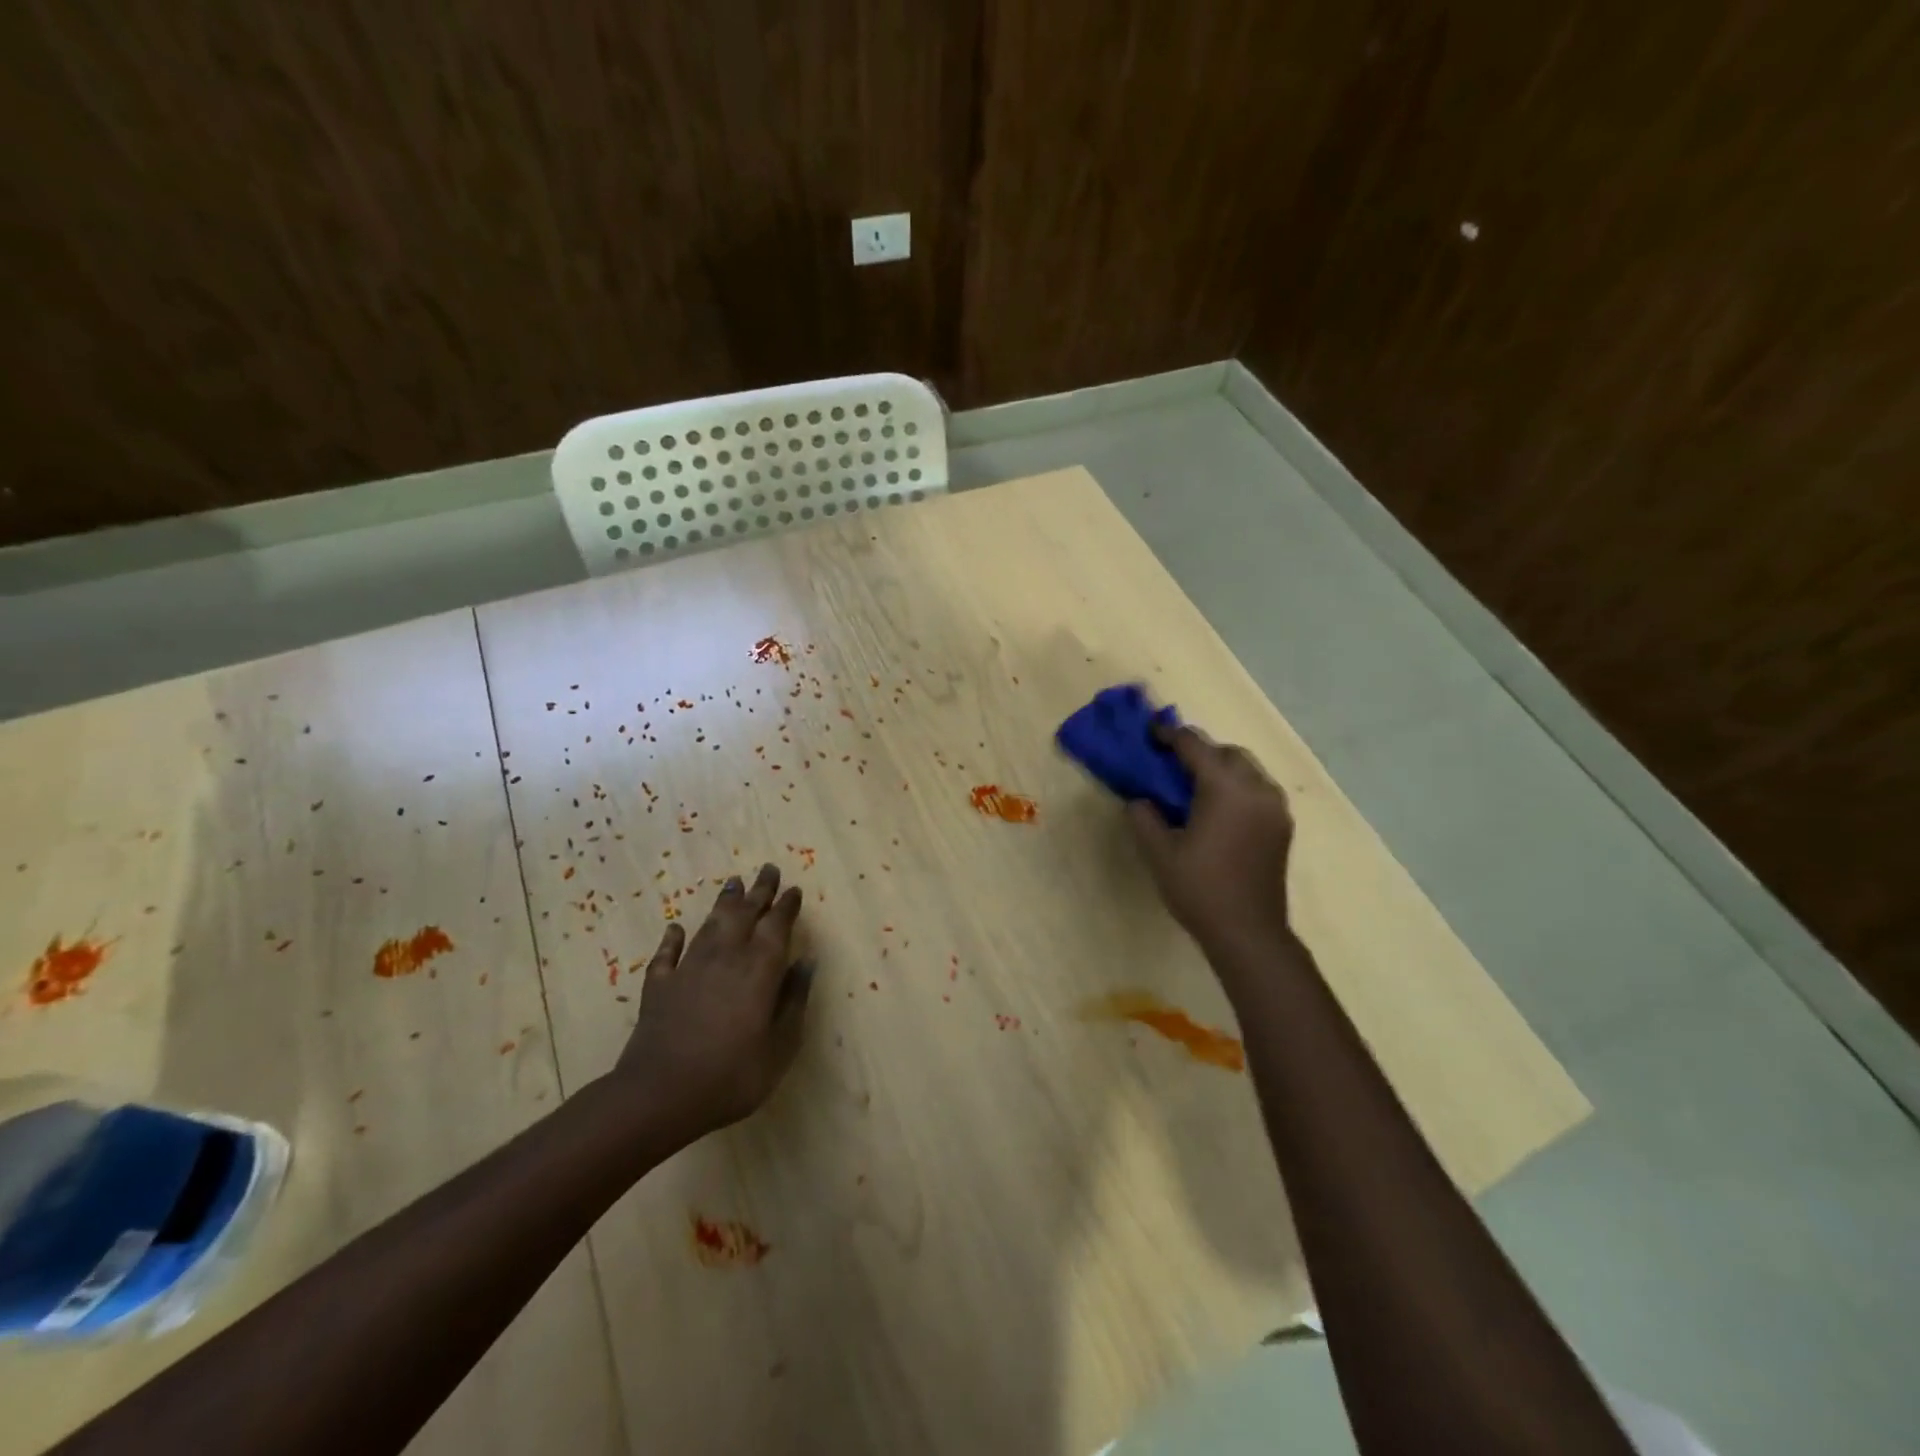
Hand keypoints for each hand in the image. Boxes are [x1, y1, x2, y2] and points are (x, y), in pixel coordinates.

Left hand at [611, 863, 813, 1136]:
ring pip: (709, 926)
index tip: (794, 889)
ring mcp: (689, 969)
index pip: (777, 925)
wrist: (659, 1095)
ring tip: (732, 883)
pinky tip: (675, 928)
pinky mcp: (659, 987)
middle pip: (744, 914)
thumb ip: (794, 1000)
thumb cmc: (732, 1075)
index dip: (786, 906)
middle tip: (768, 869)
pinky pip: (667, 954)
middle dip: (758, 890)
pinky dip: (673, 939)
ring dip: (723, 903)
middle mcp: (726, 957)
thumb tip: (807, 962)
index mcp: (759, 968)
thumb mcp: (781, 1045)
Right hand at [1127, 727, 1297, 958]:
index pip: (1194, 745)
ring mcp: (1275, 807)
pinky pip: (1259, 789)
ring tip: (1195, 784)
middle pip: (1227, 752)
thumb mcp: (1159, 852)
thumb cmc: (1199, 889)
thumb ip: (1143, 816)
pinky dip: (1238, 786)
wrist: (1249, 932)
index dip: (1169, 735)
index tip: (1150, 734)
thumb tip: (1139, 799)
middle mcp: (1256, 788)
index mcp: (1225, 788)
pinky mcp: (1282, 826)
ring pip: (1248, 769)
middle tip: (1171, 763)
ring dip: (1221, 767)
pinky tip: (1219, 808)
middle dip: (1199, 750)